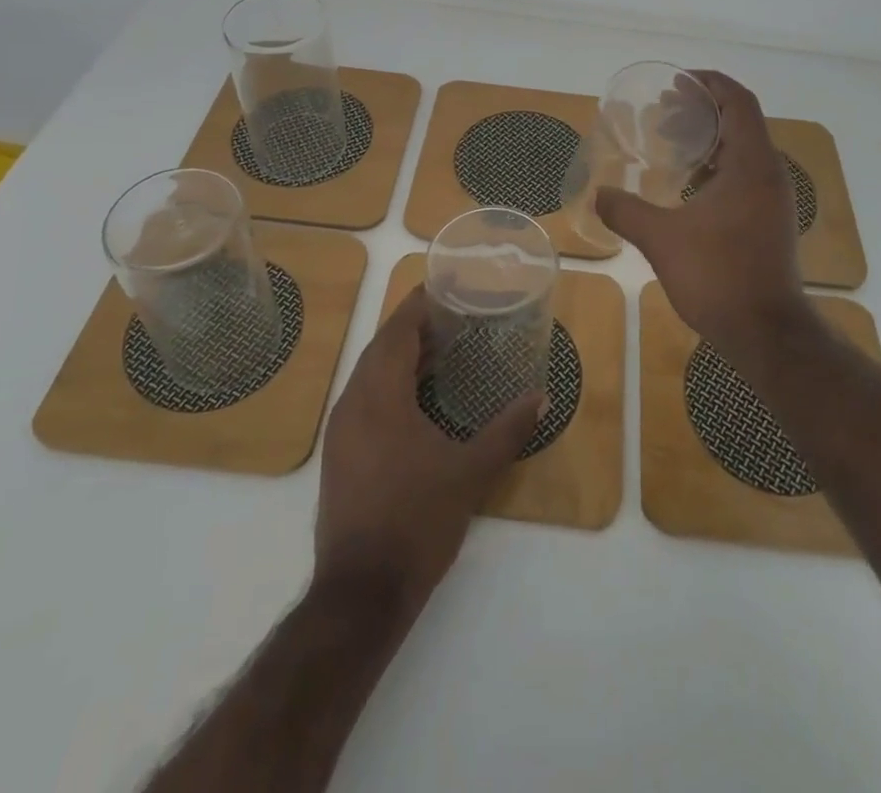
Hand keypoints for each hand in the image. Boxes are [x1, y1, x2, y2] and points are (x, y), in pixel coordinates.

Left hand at [314, 288, 543, 610]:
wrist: (361, 594)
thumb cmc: (416, 522)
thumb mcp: (470, 474)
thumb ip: (507, 431)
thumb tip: (540, 396)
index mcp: (379, 395)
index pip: (397, 330)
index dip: (420, 304)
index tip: (448, 286)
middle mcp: (353, 402)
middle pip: (382, 346)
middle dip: (414, 326)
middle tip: (455, 316)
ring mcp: (341, 430)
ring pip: (370, 372)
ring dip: (402, 355)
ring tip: (442, 349)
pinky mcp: (340, 453)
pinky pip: (365, 397)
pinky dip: (391, 383)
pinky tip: (419, 397)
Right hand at [595, 69, 806, 359]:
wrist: (766, 333)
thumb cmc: (717, 276)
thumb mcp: (661, 239)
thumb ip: (625, 210)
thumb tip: (597, 194)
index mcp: (751, 164)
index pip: (738, 101)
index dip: (709, 83)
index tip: (676, 83)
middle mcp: (769, 174)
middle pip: (741, 120)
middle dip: (703, 109)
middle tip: (664, 112)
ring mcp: (774, 199)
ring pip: (744, 150)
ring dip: (710, 138)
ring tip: (672, 143)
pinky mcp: (771, 221)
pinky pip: (746, 174)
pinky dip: (718, 166)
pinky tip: (689, 185)